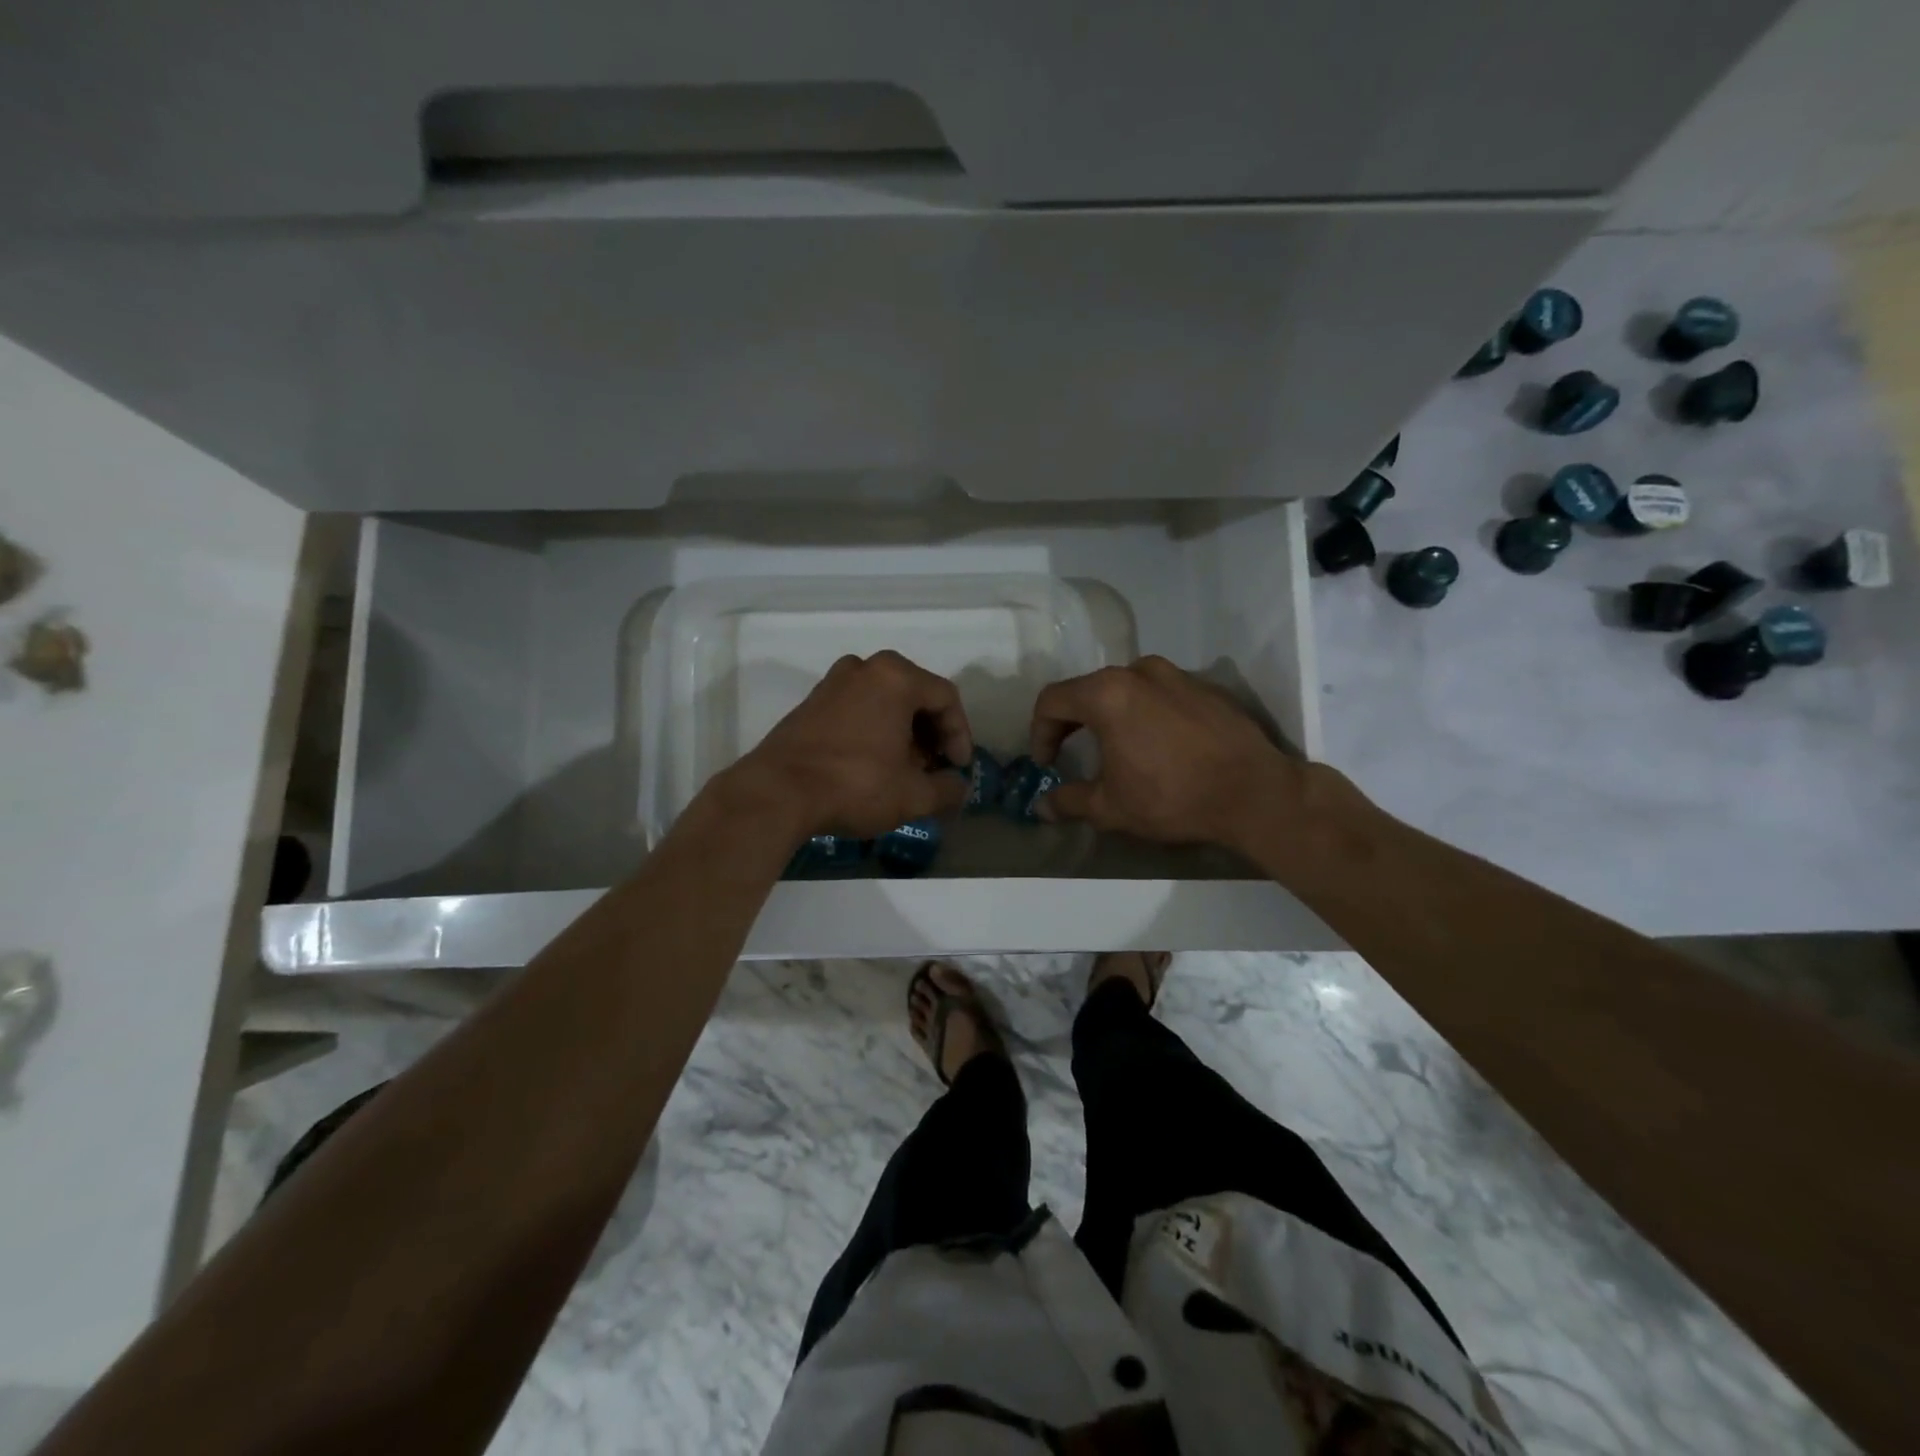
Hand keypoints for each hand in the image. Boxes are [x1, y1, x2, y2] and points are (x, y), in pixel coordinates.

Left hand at [727, 650, 972, 840]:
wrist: (777, 792)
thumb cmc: (855, 785)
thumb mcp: (914, 796)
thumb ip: (948, 789)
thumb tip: (957, 788)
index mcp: (896, 678)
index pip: (946, 698)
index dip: (960, 734)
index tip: (959, 768)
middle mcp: (865, 668)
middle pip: (915, 695)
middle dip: (931, 733)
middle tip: (933, 767)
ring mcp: (833, 682)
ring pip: (884, 701)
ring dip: (902, 732)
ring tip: (904, 768)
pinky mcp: (811, 703)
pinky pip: (858, 708)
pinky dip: (874, 730)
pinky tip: (873, 764)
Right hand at [1028, 656, 1306, 853]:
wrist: (1255, 794)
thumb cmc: (1173, 798)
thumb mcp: (1111, 807)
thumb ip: (1069, 801)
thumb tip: (1041, 807)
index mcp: (1107, 694)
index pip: (1053, 701)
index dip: (1039, 732)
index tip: (1045, 763)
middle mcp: (1139, 671)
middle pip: (1088, 689)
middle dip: (1072, 722)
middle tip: (1070, 753)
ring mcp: (1176, 674)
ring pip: (1125, 688)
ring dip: (1109, 715)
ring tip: (1115, 749)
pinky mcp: (1205, 686)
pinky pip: (1160, 693)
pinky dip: (1145, 713)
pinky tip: (1157, 745)